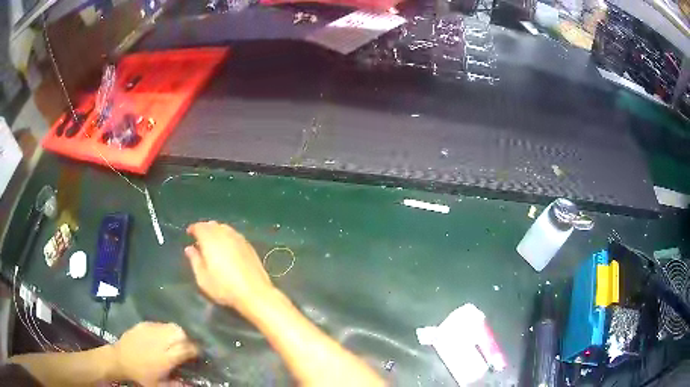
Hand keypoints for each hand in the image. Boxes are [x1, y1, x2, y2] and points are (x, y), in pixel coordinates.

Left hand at [111, 322, 197, 385]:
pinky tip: (162, 338)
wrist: (120, 360)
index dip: (195, 350)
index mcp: (166, 358)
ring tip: (175, 341)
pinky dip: (165, 330)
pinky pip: (160, 324)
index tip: (198, 354)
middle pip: (180, 333)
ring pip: (171, 326)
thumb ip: (177, 384)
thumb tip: (193, 385)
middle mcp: (160, 342)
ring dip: (177, 333)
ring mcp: (151, 330)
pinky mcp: (144, 324)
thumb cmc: (142, 375)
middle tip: (186, 347)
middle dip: (187, 339)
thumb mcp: (160, 384)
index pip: (186, 349)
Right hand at [185, 221, 274, 311]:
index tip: (189, 233)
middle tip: (199, 238)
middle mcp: (225, 235)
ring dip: (216, 231)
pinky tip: (227, 247)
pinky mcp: (249, 246)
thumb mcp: (203, 278)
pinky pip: (234, 235)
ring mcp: (239, 239)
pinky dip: (227, 236)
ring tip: (212, 242)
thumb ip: (195, 261)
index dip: (193, 228)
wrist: (255, 293)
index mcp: (211, 240)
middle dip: (204, 228)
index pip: (200, 227)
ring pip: (224, 228)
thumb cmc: (224, 288)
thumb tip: (189, 248)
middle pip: (212, 225)